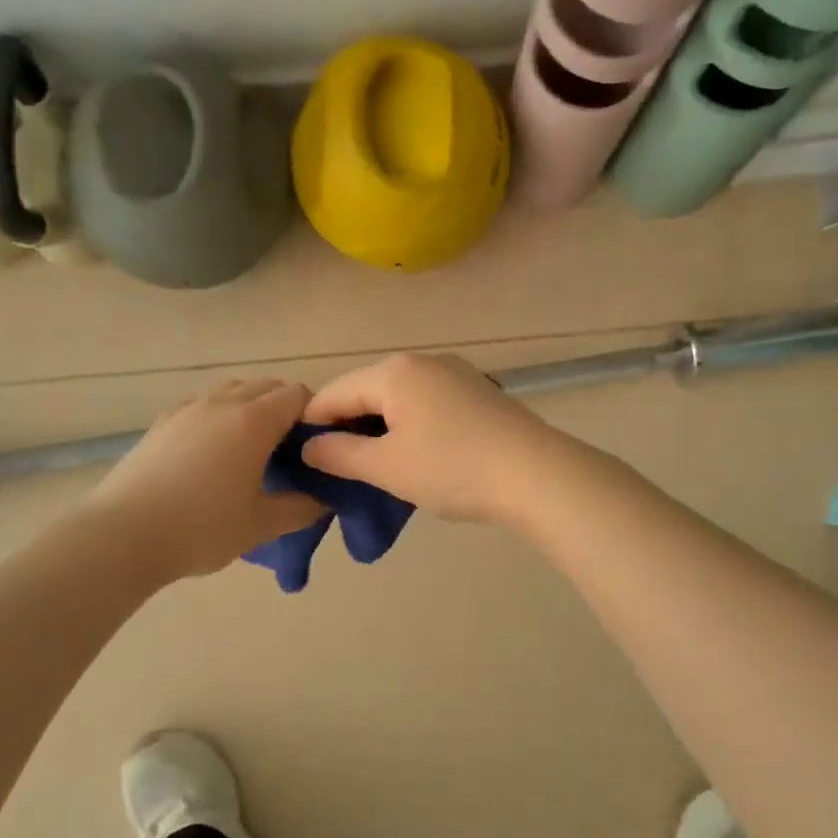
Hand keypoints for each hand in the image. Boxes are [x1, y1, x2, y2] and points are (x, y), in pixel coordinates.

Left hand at [88, 379, 325, 579]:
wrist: (123, 535)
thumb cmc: (202, 528)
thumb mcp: (261, 525)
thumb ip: (301, 508)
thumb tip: (324, 499)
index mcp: (254, 421)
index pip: (298, 395)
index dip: (314, 414)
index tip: (317, 446)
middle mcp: (222, 403)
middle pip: (266, 386)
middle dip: (285, 408)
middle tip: (290, 450)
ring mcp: (187, 409)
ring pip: (231, 391)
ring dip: (251, 408)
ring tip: (252, 450)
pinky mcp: (161, 423)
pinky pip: (203, 406)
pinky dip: (219, 417)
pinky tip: (212, 455)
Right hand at [300, 353, 574, 526]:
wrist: (536, 475)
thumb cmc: (452, 468)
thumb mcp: (387, 467)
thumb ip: (339, 455)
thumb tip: (309, 447)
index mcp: (393, 372)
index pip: (333, 393)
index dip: (311, 425)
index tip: (300, 459)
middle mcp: (422, 362)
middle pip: (366, 391)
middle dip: (347, 427)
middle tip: (337, 469)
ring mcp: (455, 374)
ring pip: (398, 399)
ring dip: (379, 429)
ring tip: (374, 468)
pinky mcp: (478, 393)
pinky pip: (427, 405)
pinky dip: (410, 427)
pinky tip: (416, 456)